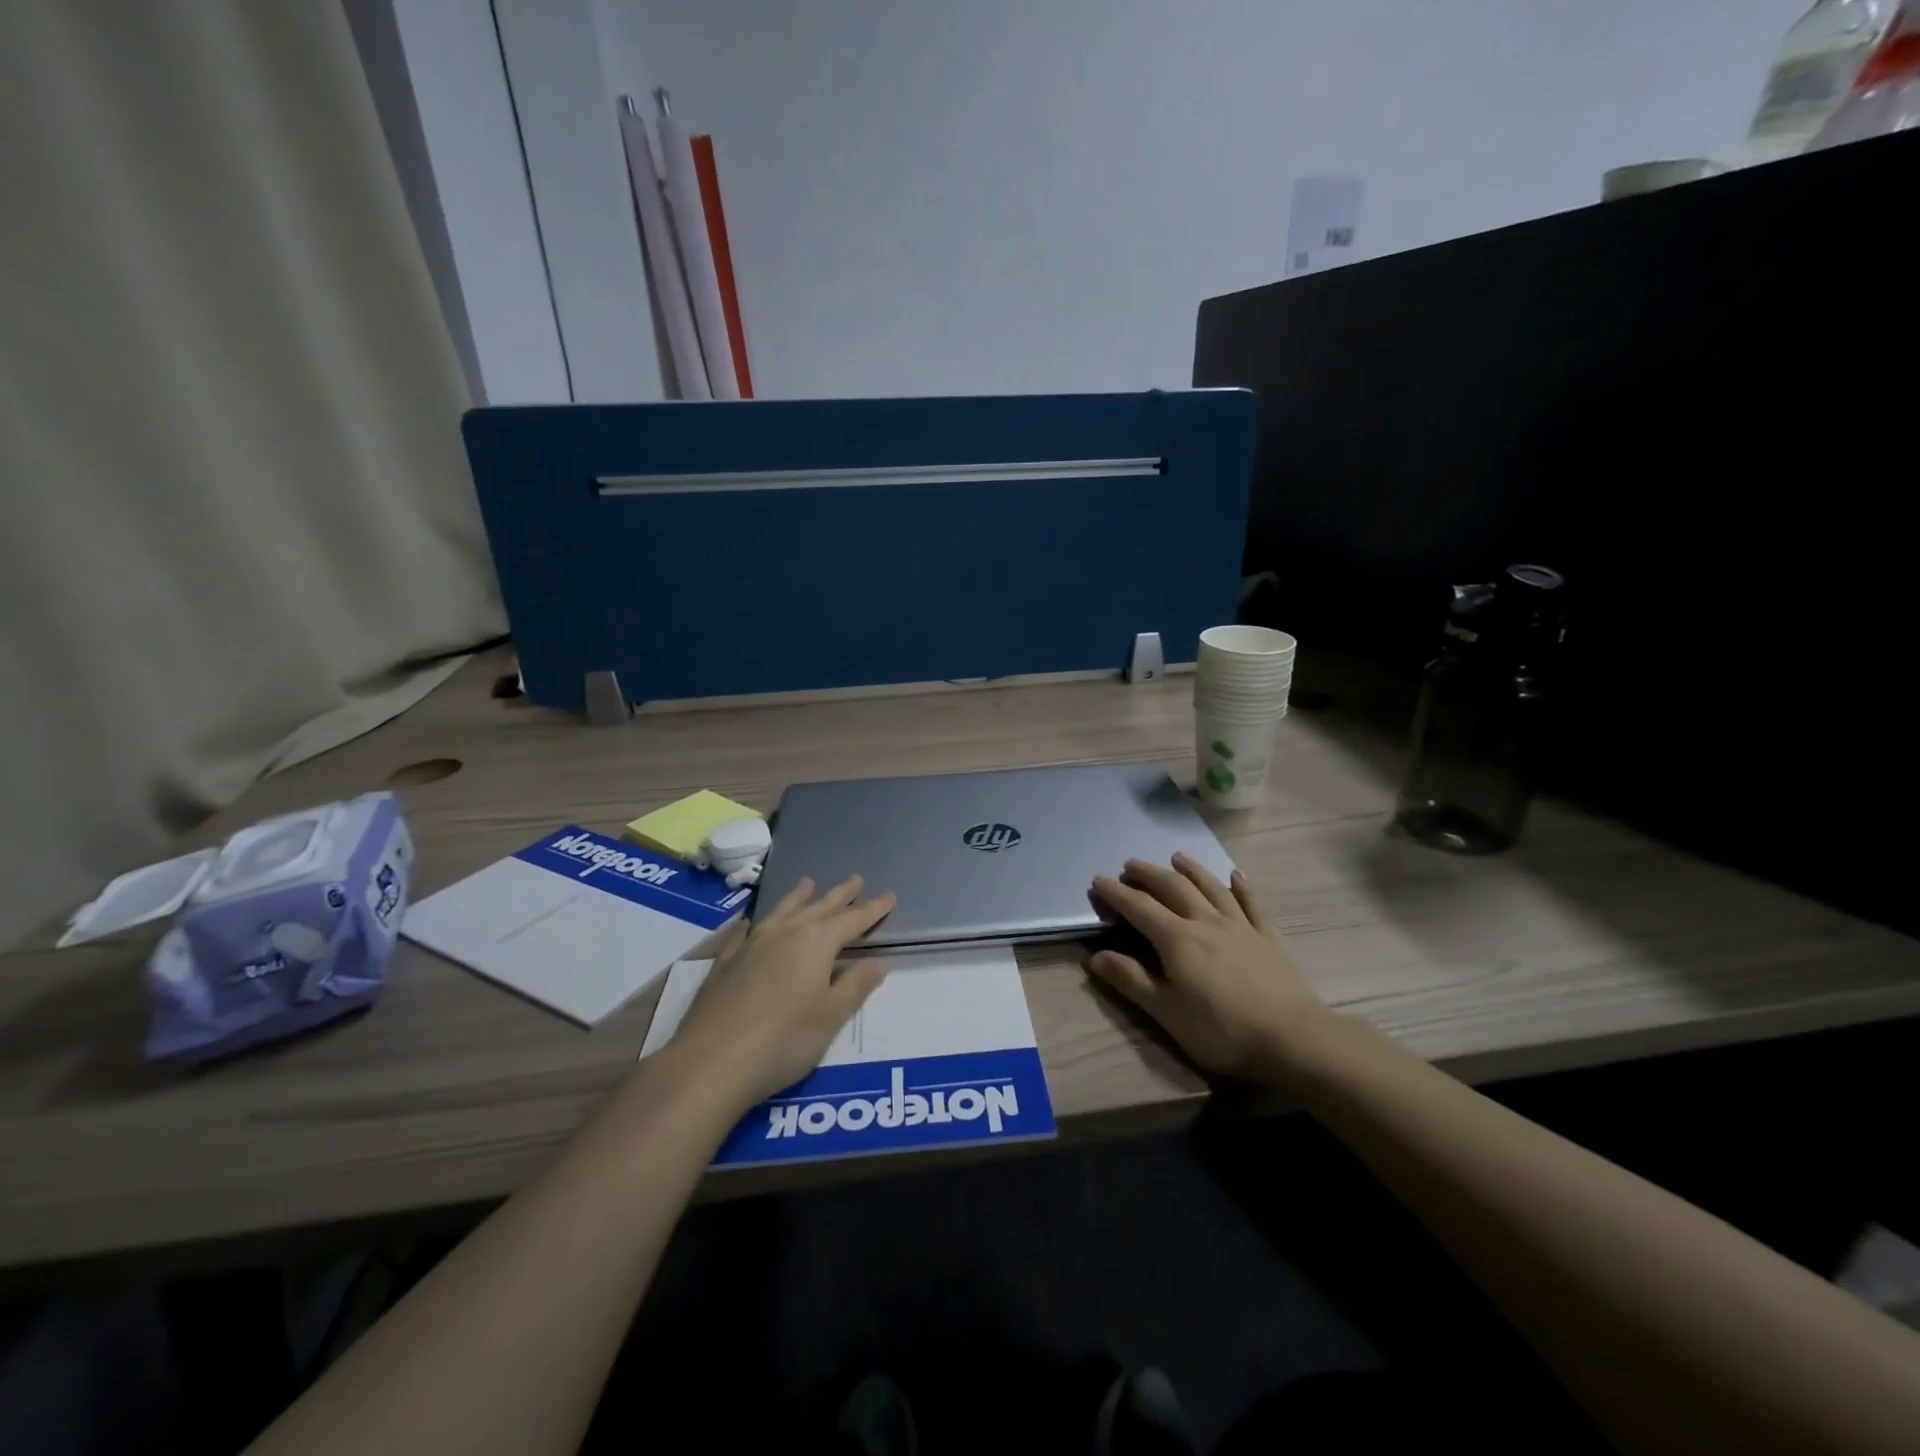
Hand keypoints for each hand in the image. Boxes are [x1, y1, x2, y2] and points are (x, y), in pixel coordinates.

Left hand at [671, 875, 895, 1110]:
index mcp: (816, 943)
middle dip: (840, 895)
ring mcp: (751, 944)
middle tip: (855, 879)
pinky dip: (755, 922)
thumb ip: (856, 986)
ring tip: (808, 883)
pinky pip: (745, 931)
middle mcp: (785, 933)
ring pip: (782, 911)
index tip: (889, 896)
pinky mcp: (725, 962)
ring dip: (798, 897)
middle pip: (818, 907)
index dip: (872, 909)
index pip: (852, 920)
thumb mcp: (831, 1017)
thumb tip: (878, 962)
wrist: (711, 1062)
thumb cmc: (783, 1041)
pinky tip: (751, 923)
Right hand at [1089, 854, 1330, 1082]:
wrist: (1293, 1039)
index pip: (1139, 907)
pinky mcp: (1268, 938)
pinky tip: (1237, 876)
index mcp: (1177, 939)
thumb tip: (1096, 956)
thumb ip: (1131, 980)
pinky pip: (1253, 905)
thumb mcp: (1167, 1012)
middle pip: (1173, 887)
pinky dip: (1243, 888)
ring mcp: (1241, 927)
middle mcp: (1206, 922)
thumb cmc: (1222, 1030)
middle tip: (1130, 865)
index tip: (1098, 880)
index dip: (1116, 893)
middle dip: (1149, 873)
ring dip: (1192, 869)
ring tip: (1177, 856)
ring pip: (1211, 888)